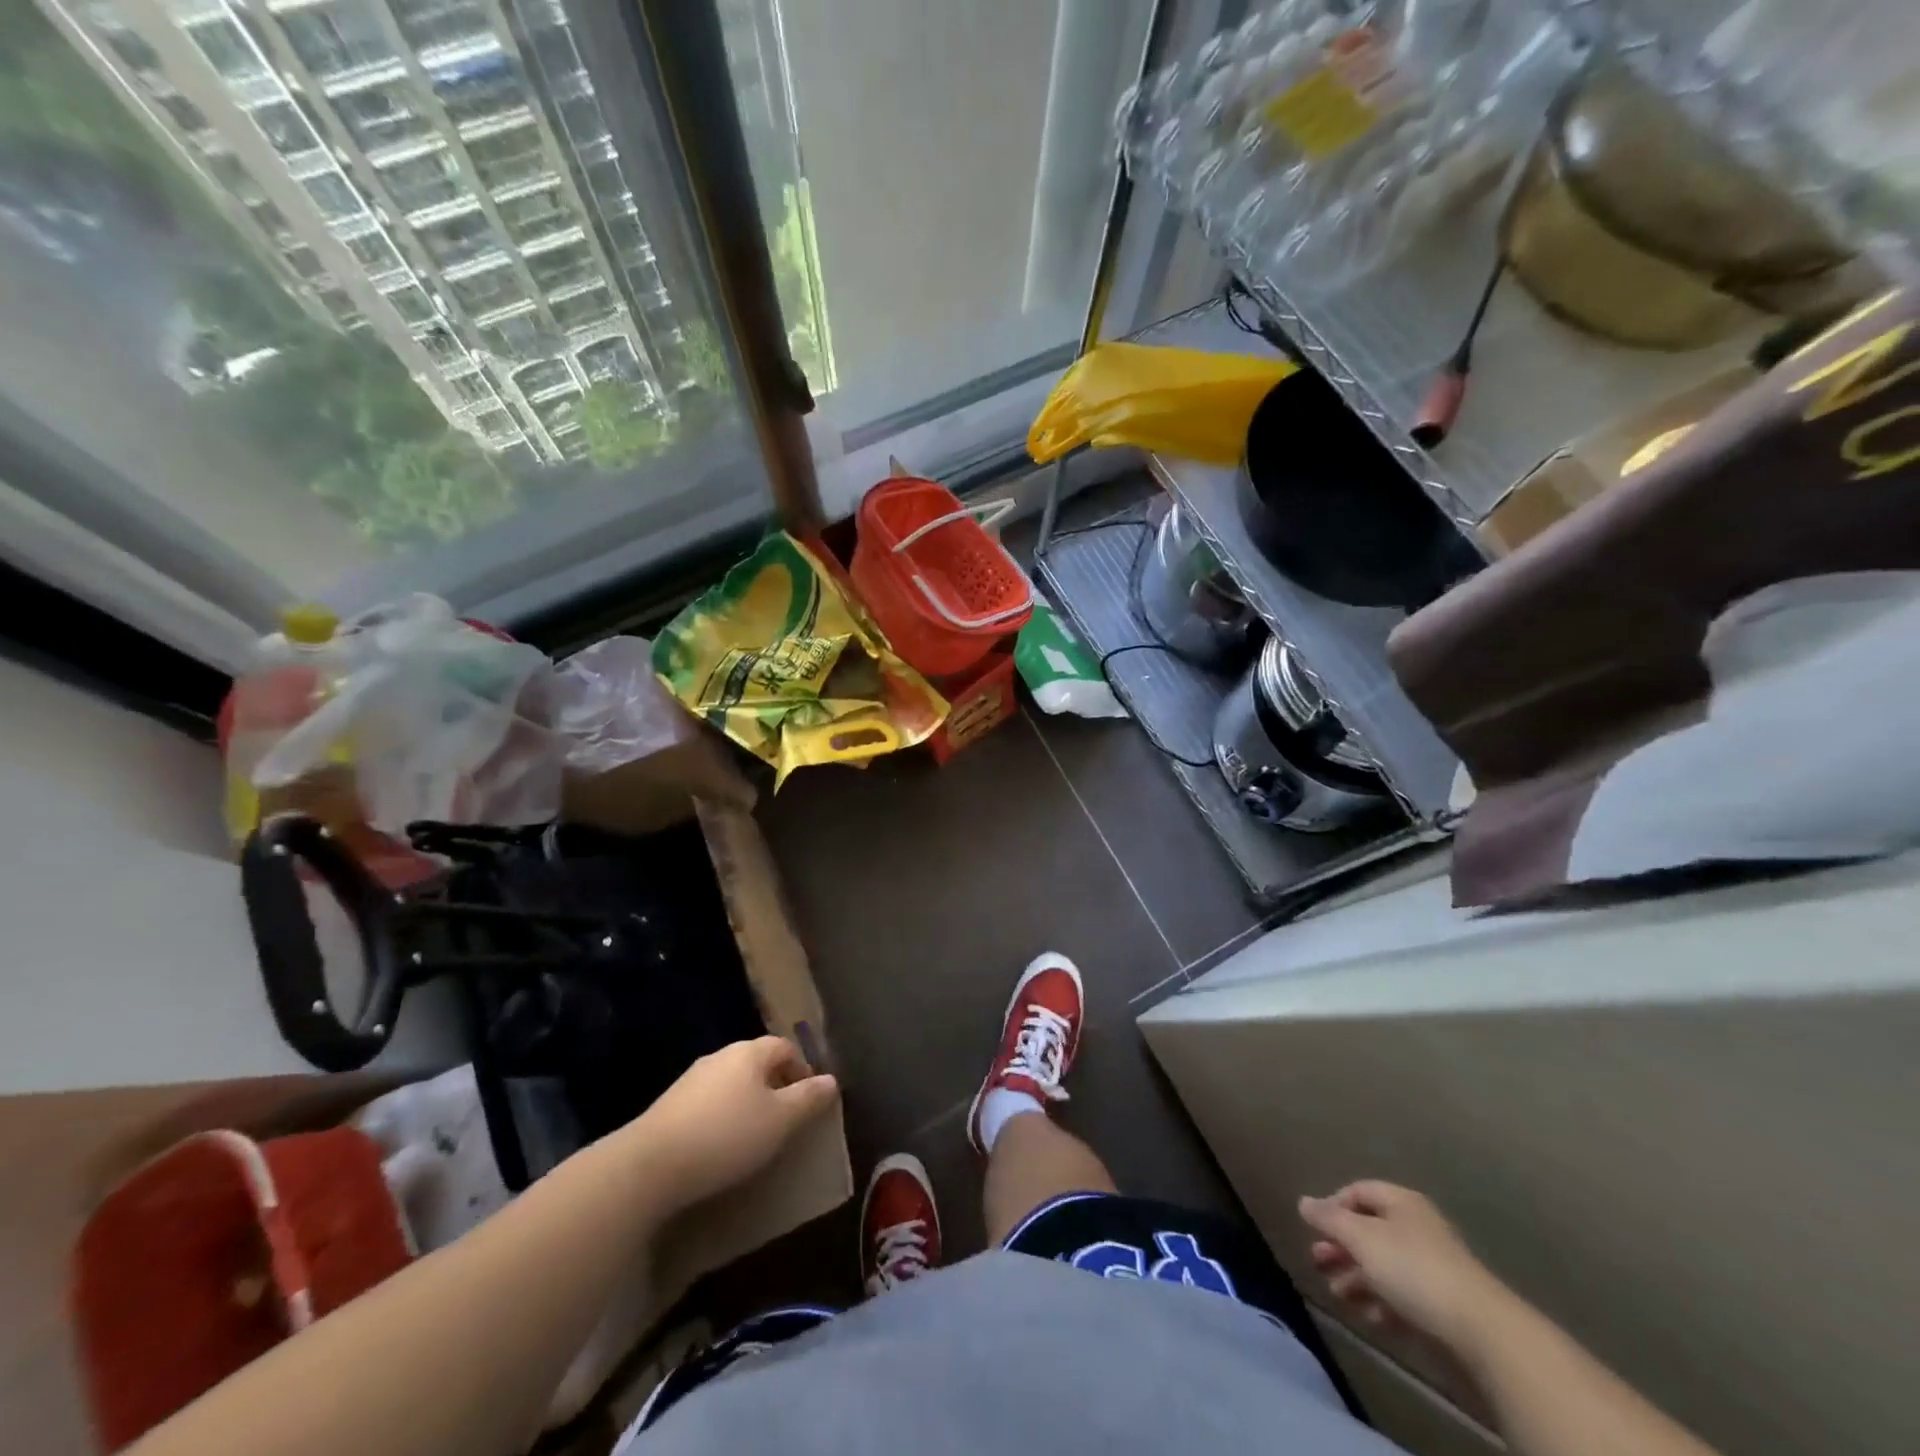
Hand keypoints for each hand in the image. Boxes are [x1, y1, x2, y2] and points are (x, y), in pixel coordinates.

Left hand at [633, 1037, 839, 1212]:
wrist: (650, 1165)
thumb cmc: (727, 1136)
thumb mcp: (780, 1121)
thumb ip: (808, 1098)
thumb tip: (831, 1080)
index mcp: (750, 1052)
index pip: (785, 1047)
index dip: (802, 1070)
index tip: (808, 1101)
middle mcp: (721, 1056)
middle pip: (757, 1062)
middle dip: (775, 1086)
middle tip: (785, 1120)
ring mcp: (691, 1079)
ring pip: (732, 1082)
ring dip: (747, 1102)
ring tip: (754, 1136)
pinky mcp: (670, 1105)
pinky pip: (709, 1102)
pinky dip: (722, 1116)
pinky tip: (720, 1145)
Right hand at [1298, 1181, 1507, 1353]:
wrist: (1481, 1332)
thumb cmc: (1413, 1269)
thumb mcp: (1361, 1238)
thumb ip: (1329, 1218)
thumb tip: (1303, 1201)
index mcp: (1401, 1202)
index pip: (1357, 1191)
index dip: (1332, 1206)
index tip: (1315, 1229)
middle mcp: (1416, 1227)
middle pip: (1368, 1230)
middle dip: (1340, 1247)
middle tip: (1318, 1262)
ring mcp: (1431, 1267)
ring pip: (1383, 1266)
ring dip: (1356, 1278)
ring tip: (1339, 1295)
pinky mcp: (1441, 1304)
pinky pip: (1402, 1296)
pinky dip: (1382, 1303)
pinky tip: (1371, 1317)